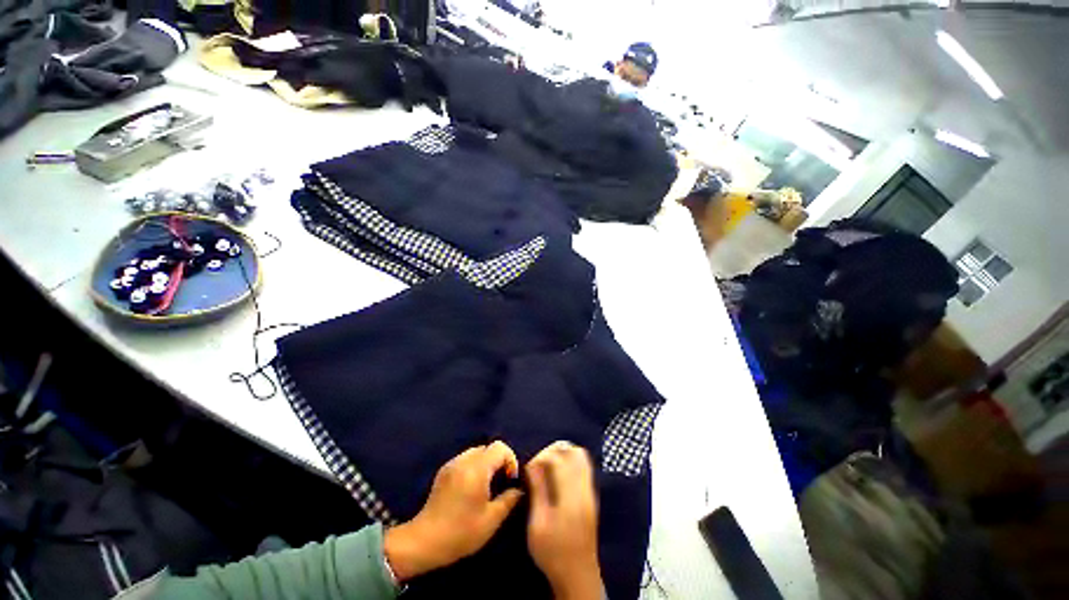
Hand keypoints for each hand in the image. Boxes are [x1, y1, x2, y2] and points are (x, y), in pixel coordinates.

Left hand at [384, 441, 522, 581]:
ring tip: (486, 486)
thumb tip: (519, 489)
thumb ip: (509, 500)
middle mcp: (464, 460)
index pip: (500, 447)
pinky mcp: (443, 471)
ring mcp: (451, 464)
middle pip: (488, 447)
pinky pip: (465, 459)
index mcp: (477, 468)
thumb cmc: (460, 532)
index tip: (510, 479)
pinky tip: (470, 489)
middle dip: (498, 461)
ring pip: (476, 452)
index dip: (510, 459)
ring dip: (486, 463)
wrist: (423, 542)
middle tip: (500, 483)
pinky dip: (474, 467)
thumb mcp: (491, 520)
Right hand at [526, 441, 603, 599]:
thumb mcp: (538, 524)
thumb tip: (532, 464)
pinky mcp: (591, 496)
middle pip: (575, 452)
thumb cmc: (554, 553)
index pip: (559, 459)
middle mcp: (585, 488)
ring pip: (582, 457)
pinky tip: (558, 475)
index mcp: (571, 495)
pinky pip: (584, 467)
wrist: (579, 576)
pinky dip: (570, 462)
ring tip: (548, 466)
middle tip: (539, 463)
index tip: (530, 469)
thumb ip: (538, 490)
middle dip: (555, 450)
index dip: (542, 457)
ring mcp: (590, 491)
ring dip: (564, 454)